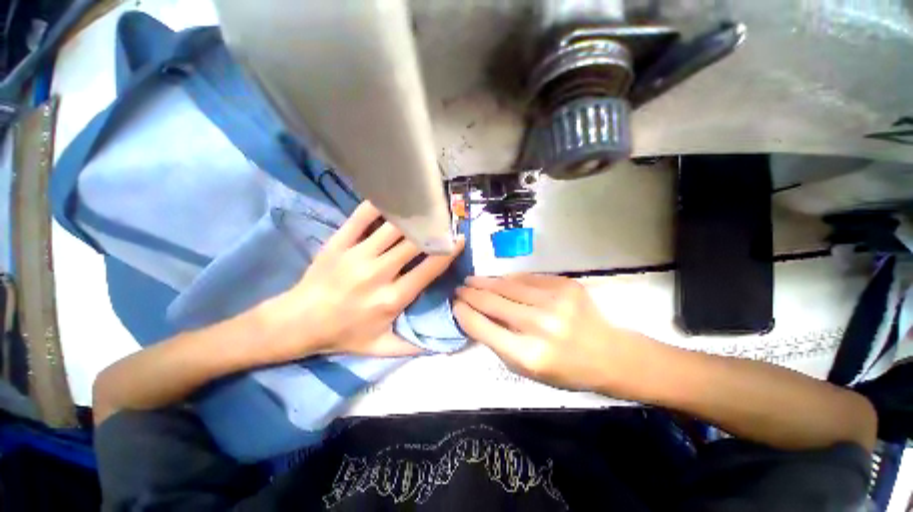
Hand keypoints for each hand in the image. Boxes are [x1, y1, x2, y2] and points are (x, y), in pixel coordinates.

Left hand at [260, 201, 464, 361]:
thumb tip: (444, 342)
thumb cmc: (343, 334)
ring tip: (425, 208)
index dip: (448, 252)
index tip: (459, 239)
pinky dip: (378, 206)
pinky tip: (392, 198)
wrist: (297, 323)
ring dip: (412, 217)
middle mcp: (378, 273)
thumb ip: (414, 346)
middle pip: (414, 244)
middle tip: (445, 220)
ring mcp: (357, 255)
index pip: (428, 269)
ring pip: (392, 228)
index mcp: (391, 299)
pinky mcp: (338, 243)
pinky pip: (361, 217)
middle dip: (433, 230)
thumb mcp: (380, 348)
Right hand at [454, 274, 651, 394]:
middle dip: (470, 293)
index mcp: (528, 355)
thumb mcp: (526, 370)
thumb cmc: (565, 369)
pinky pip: (527, 278)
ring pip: (507, 285)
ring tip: (472, 279)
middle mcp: (540, 326)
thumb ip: (498, 342)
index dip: (464, 313)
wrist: (609, 354)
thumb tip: (474, 315)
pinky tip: (500, 279)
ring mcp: (555, 302)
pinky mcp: (565, 285)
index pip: (483, 327)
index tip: (455, 305)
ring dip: (486, 281)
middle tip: (459, 288)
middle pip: (493, 302)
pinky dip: (510, 279)